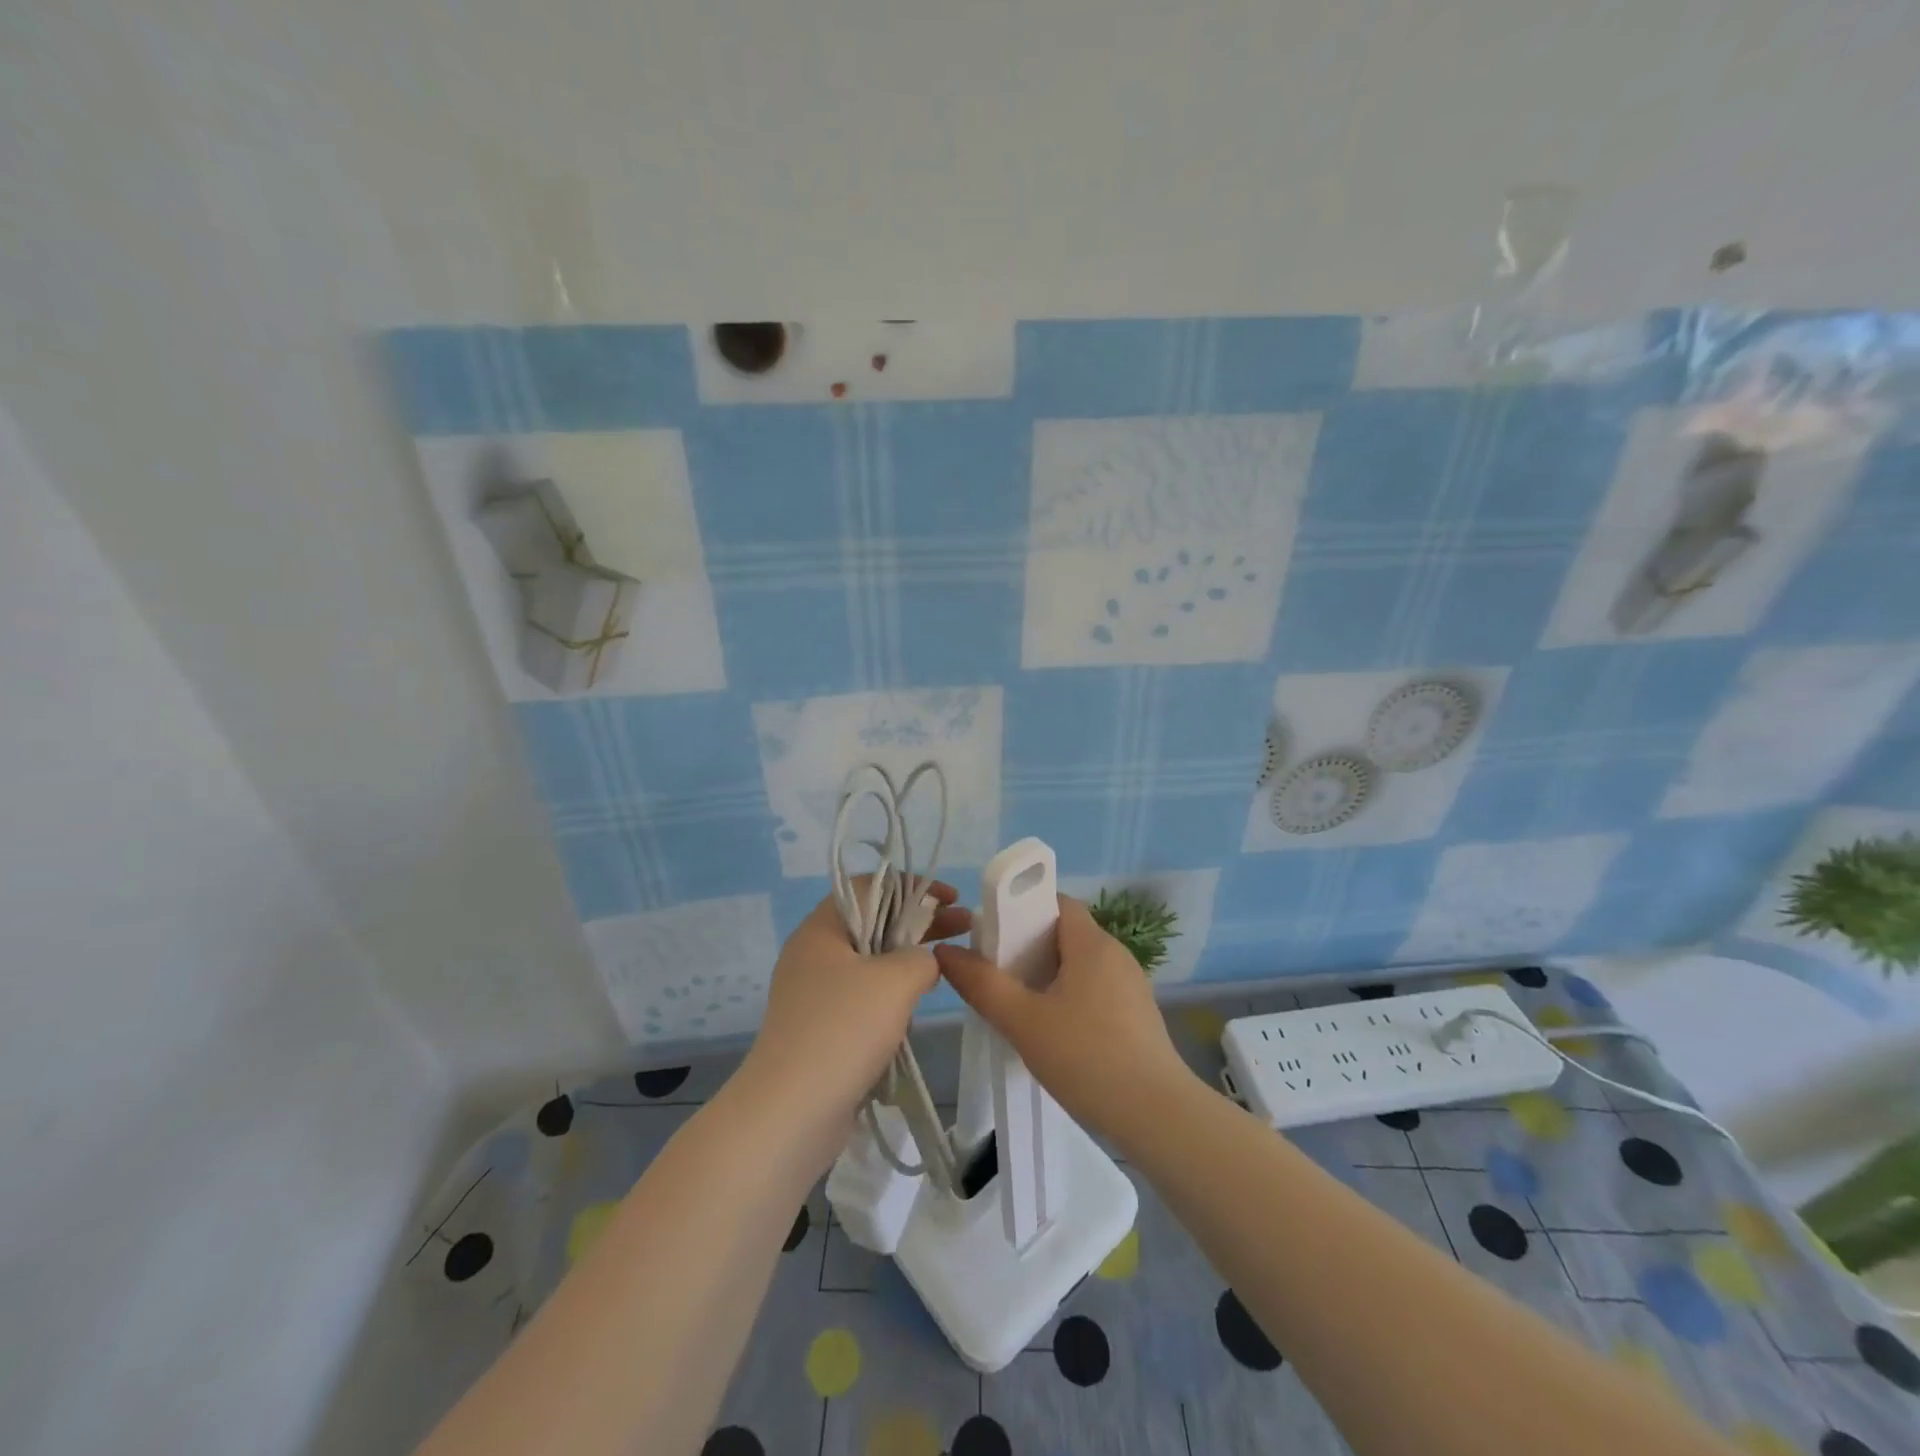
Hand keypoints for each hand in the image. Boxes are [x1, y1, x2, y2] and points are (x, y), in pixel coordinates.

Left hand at [744, 880, 969, 1126]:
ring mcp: (814, 994)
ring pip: (870, 964)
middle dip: (919, 924)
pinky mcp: (820, 1030)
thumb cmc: (843, 1028)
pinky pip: (862, 999)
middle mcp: (813, 954)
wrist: (792, 1112)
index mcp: (821, 928)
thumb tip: (924, 962)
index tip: (951, 900)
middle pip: (873, 923)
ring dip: (907, 962)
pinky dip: (890, 996)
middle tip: (964, 929)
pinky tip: (915, 1010)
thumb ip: (921, 957)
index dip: (914, 887)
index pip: (870, 887)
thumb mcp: (895, 979)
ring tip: (946, 968)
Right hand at [934, 894, 1195, 1147]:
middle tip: (997, 975)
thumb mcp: (1023, 1021)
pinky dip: (1070, 998)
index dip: (1023, 910)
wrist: (1157, 1115)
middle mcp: (1116, 955)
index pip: (1057, 902)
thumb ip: (982, 984)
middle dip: (1029, 948)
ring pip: (1080, 965)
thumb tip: (945, 951)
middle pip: (1066, 934)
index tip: (994, 936)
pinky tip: (1054, 1033)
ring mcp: (1131, 986)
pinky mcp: (1137, 1015)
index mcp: (1092, 943)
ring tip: (1019, 1007)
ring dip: (1049, 977)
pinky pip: (1096, 990)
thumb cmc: (1086, 1057)